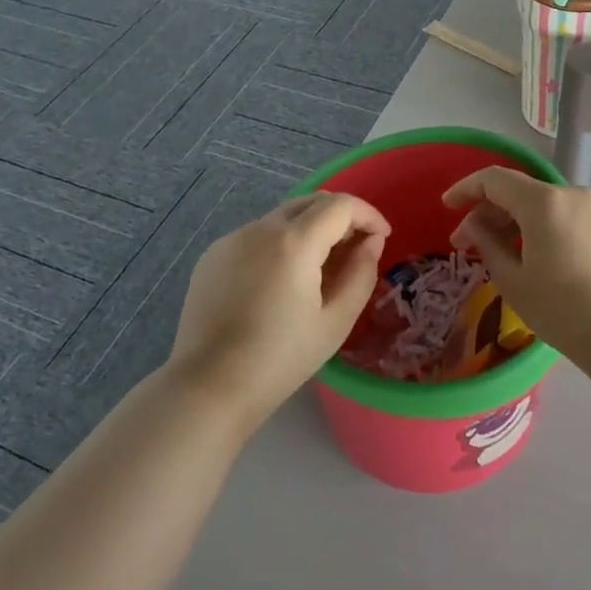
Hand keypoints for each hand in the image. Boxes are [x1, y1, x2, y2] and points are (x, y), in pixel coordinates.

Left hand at [169, 194, 389, 427]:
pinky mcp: (213, 255)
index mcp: (294, 242)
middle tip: (356, 249)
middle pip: (310, 202)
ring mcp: (232, 238)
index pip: (340, 205)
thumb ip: (361, 273)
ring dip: (310, 229)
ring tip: (320, 268)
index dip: (368, 214)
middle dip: (340, 217)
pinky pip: (257, 235)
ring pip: (282, 217)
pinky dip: (280, 243)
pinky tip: (281, 281)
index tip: (382, 237)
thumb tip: (370, 242)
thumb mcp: (335, 321)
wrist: (208, 386)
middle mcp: (260, 228)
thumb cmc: (280, 359)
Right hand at [443, 170, 590, 372]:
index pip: (494, 179)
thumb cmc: (566, 312)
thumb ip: (488, 244)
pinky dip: (543, 228)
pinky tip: (535, 257)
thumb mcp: (514, 281)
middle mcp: (571, 194)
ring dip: (516, 222)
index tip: (447, 206)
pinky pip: (566, 217)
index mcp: (544, 202)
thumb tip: (475, 225)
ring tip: (501, 254)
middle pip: (520, 191)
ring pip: (544, 205)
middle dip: (489, 213)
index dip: (466, 188)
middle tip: (467, 244)